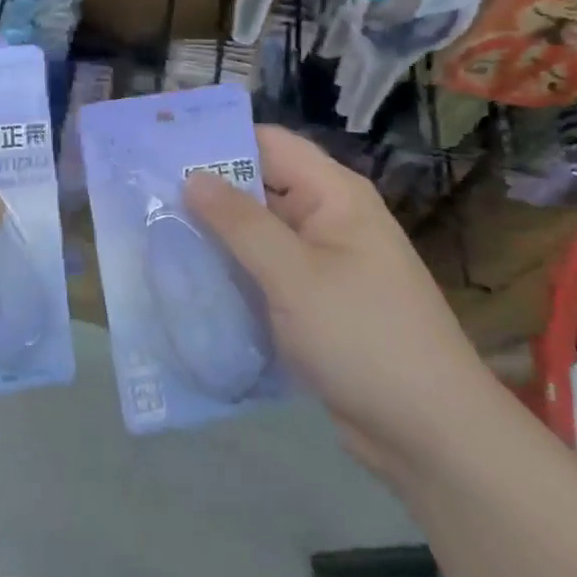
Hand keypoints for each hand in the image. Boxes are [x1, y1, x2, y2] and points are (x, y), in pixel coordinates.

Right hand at [185, 126, 498, 473]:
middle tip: (146, 195)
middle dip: (208, 191)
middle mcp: (328, 218)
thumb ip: (239, 223)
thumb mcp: (293, 275)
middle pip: (260, 186)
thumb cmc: (363, 338)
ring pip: (258, 233)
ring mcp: (322, 262)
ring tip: (155, 233)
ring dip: (216, 236)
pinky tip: (189, 280)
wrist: (431, 435)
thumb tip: (192, 177)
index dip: (218, 141)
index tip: (163, 149)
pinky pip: (265, 272)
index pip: (268, 144)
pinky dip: (233, 272)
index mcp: (333, 194)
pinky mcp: (314, 302)